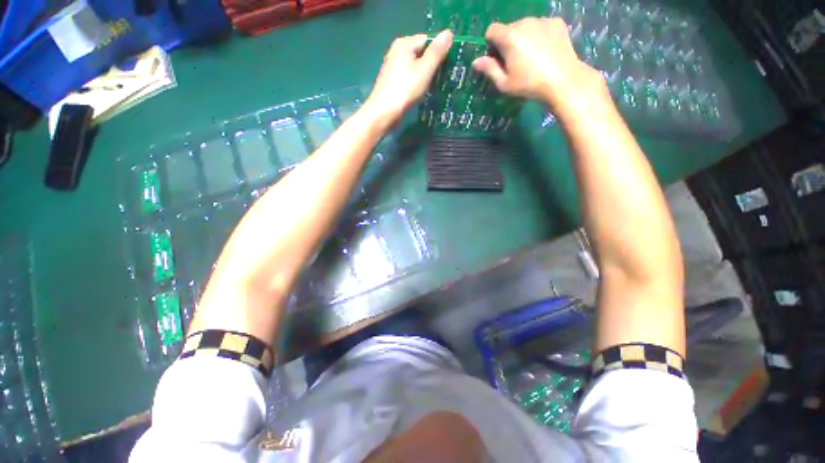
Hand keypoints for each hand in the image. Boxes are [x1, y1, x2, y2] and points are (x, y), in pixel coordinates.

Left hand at [364, 30, 452, 128]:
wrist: (384, 113)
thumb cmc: (405, 90)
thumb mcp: (425, 70)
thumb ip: (437, 52)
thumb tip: (449, 32)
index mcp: (404, 43)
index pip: (427, 40)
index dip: (438, 52)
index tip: (446, 67)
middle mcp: (396, 51)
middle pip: (421, 53)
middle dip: (431, 65)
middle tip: (441, 79)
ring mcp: (392, 67)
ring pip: (415, 67)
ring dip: (424, 76)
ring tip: (432, 87)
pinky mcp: (392, 81)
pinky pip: (409, 77)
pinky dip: (416, 83)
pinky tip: (419, 93)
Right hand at [472, 18, 606, 114]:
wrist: (563, 80)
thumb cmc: (529, 85)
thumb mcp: (504, 84)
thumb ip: (489, 70)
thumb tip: (476, 61)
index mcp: (509, 37)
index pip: (492, 30)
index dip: (491, 43)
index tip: (497, 57)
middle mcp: (524, 23)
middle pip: (509, 28)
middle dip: (508, 41)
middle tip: (515, 60)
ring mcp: (542, 21)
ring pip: (526, 25)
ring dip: (524, 37)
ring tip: (532, 56)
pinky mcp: (556, 22)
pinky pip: (541, 25)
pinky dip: (539, 34)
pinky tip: (545, 49)